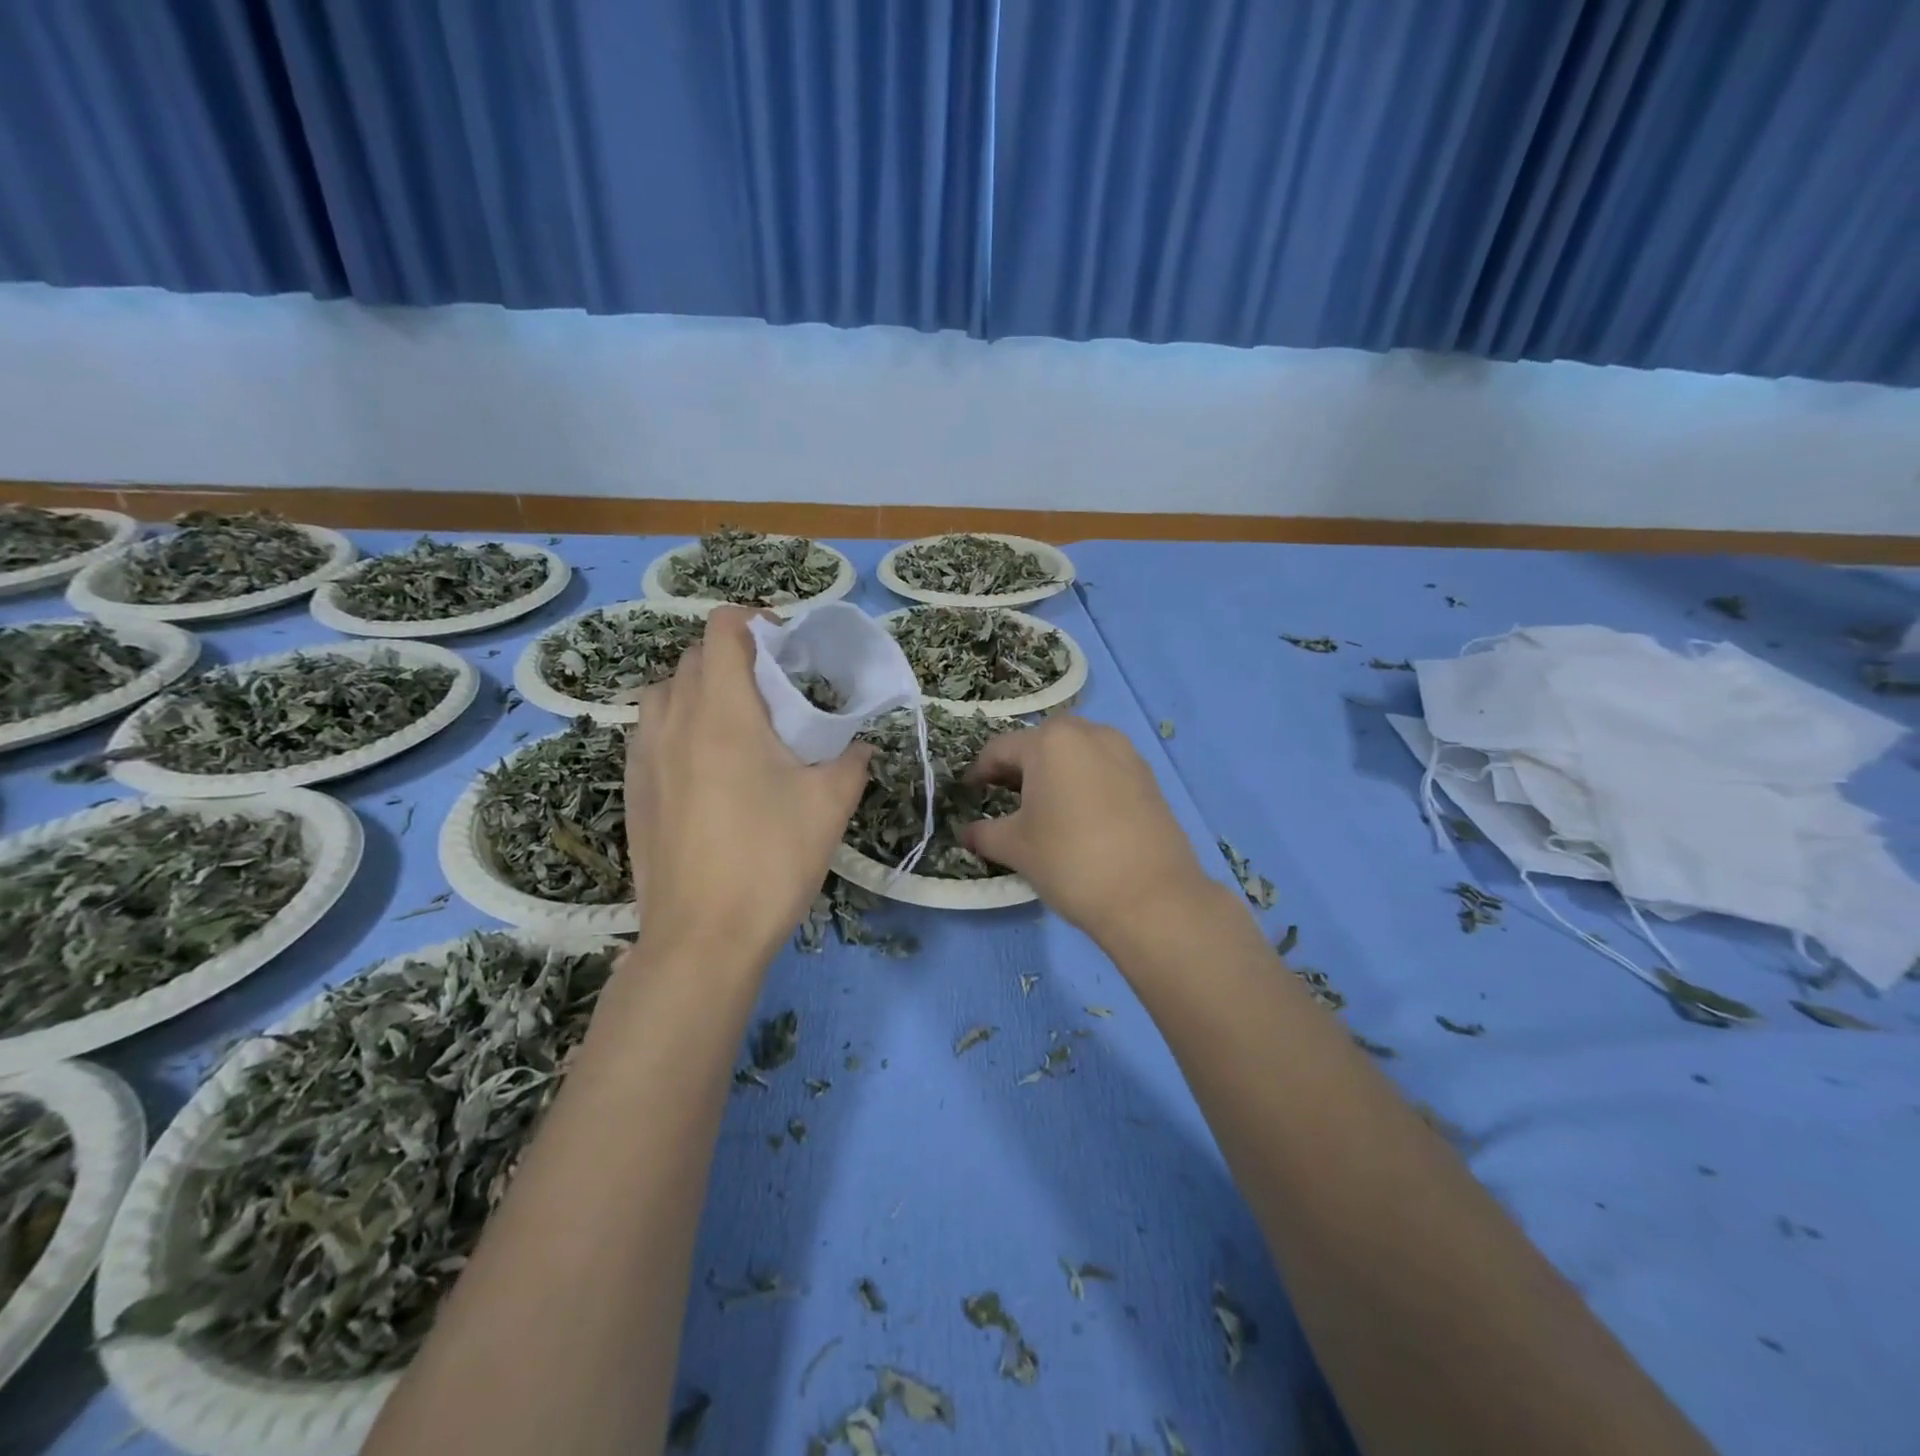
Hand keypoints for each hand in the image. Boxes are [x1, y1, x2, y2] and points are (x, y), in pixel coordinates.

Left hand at [627, 607, 870, 969]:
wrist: (703, 938)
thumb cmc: (771, 860)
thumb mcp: (830, 804)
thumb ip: (851, 759)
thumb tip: (859, 744)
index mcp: (722, 711)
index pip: (722, 629)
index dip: (756, 623)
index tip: (788, 649)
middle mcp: (673, 721)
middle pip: (693, 657)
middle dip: (735, 657)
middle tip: (775, 692)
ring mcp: (644, 756)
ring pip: (664, 692)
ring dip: (700, 689)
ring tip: (737, 724)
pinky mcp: (633, 790)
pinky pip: (651, 732)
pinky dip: (678, 724)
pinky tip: (707, 766)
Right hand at [963, 717, 1214, 944]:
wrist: (1151, 897)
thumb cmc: (1071, 861)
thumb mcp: (1016, 848)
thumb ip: (984, 834)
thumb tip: (966, 833)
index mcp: (1051, 741)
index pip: (1000, 749)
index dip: (979, 772)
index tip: (970, 794)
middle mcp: (1089, 733)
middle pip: (1041, 744)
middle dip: (1019, 768)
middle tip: (1004, 798)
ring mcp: (1125, 752)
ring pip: (1076, 753)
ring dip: (1054, 772)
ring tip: (1043, 807)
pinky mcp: (1148, 776)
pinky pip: (1103, 768)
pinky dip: (1084, 782)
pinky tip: (1080, 816)